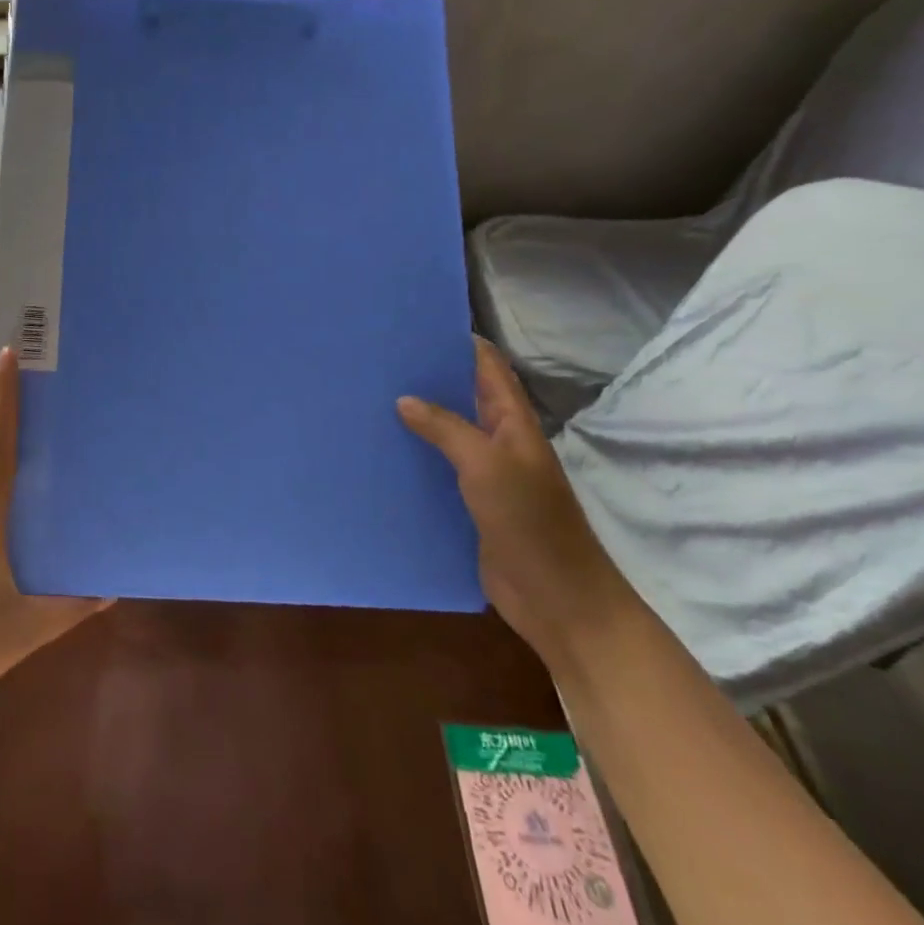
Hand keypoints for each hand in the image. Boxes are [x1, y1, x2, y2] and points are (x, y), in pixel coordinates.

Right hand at [397, 338, 635, 667]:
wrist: (558, 599)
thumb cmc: (529, 523)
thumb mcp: (486, 465)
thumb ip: (446, 428)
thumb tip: (404, 398)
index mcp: (511, 421)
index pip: (486, 365)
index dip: (456, 341)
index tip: (412, 324)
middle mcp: (497, 440)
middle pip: (461, 396)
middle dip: (425, 377)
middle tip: (375, 361)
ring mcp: (483, 474)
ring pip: (444, 434)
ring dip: (414, 419)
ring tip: (365, 400)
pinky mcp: (468, 504)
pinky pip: (436, 470)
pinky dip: (412, 458)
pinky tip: (378, 454)